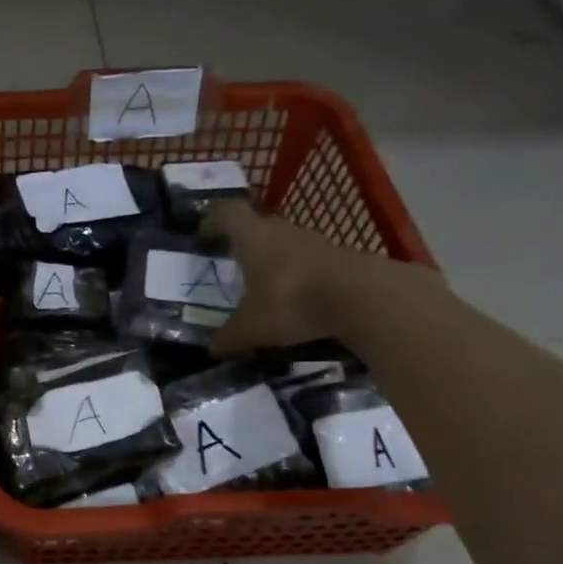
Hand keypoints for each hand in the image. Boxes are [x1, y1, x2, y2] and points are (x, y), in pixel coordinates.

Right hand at [203, 200, 441, 354]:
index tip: (201, 234)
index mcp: (253, 237)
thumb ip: (228, 338)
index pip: (227, 213)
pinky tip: (293, 300)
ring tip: (261, 286)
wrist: (360, 298)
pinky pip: (307, 263)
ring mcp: (314, 243)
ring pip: (284, 245)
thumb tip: (211, 350)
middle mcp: (282, 231)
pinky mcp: (339, 258)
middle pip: (257, 227)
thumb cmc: (290, 301)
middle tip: (229, 263)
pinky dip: (296, 276)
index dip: (212, 220)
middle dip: (242, 243)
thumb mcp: (250, 328)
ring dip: (271, 260)